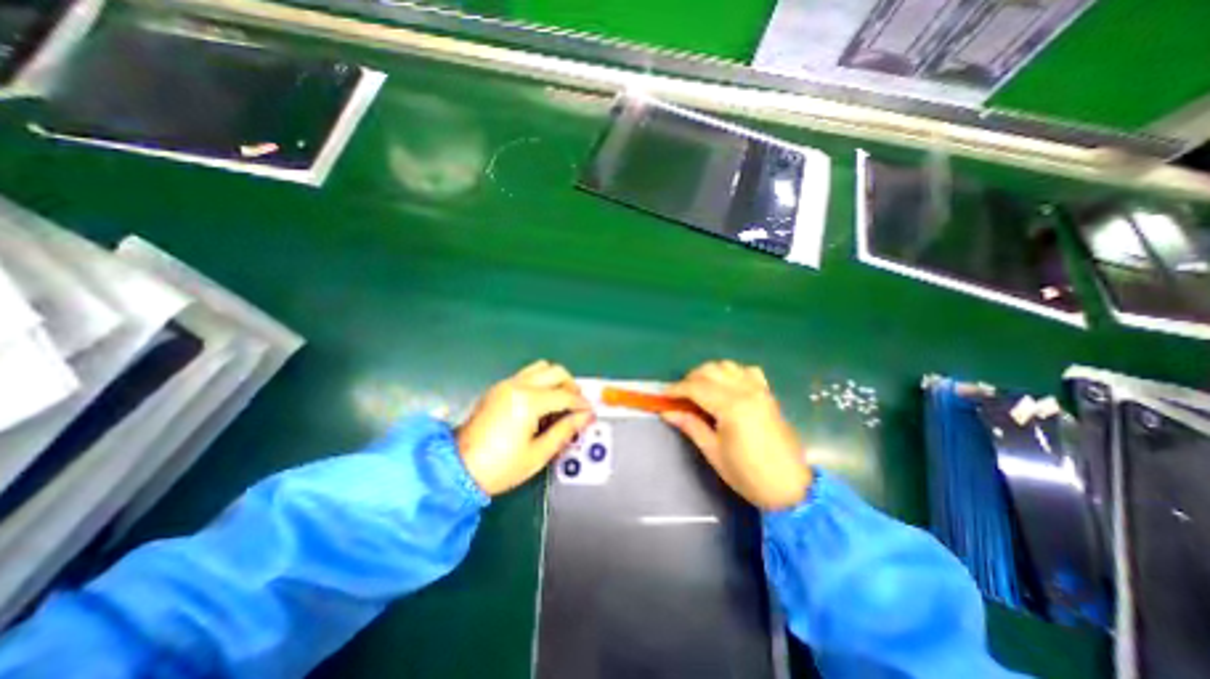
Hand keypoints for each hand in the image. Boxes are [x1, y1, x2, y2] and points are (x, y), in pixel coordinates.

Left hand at [457, 361, 593, 498]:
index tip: (590, 413)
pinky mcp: (498, 388)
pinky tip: (542, 402)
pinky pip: (527, 375)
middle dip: (572, 385)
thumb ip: (565, 431)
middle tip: (576, 404)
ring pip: (541, 367)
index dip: (581, 404)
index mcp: (528, 402)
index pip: (565, 395)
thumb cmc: (499, 467)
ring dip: (556, 380)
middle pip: (555, 371)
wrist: (456, 469)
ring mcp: (506, 384)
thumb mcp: (538, 454)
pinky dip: (541, 382)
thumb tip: (584, 417)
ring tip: (560, 400)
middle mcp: (517, 386)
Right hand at [660, 361, 812, 507]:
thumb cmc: (748, 475)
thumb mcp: (714, 452)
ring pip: (727, 366)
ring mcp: (759, 389)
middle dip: (690, 379)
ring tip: (699, 390)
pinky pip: (746, 371)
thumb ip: (691, 426)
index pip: (696, 387)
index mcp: (732, 407)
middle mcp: (746, 391)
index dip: (676, 389)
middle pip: (710, 371)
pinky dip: (731, 373)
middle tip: (679, 396)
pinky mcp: (768, 393)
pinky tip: (725, 387)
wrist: (791, 487)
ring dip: (708, 373)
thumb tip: (667, 412)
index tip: (662, 395)